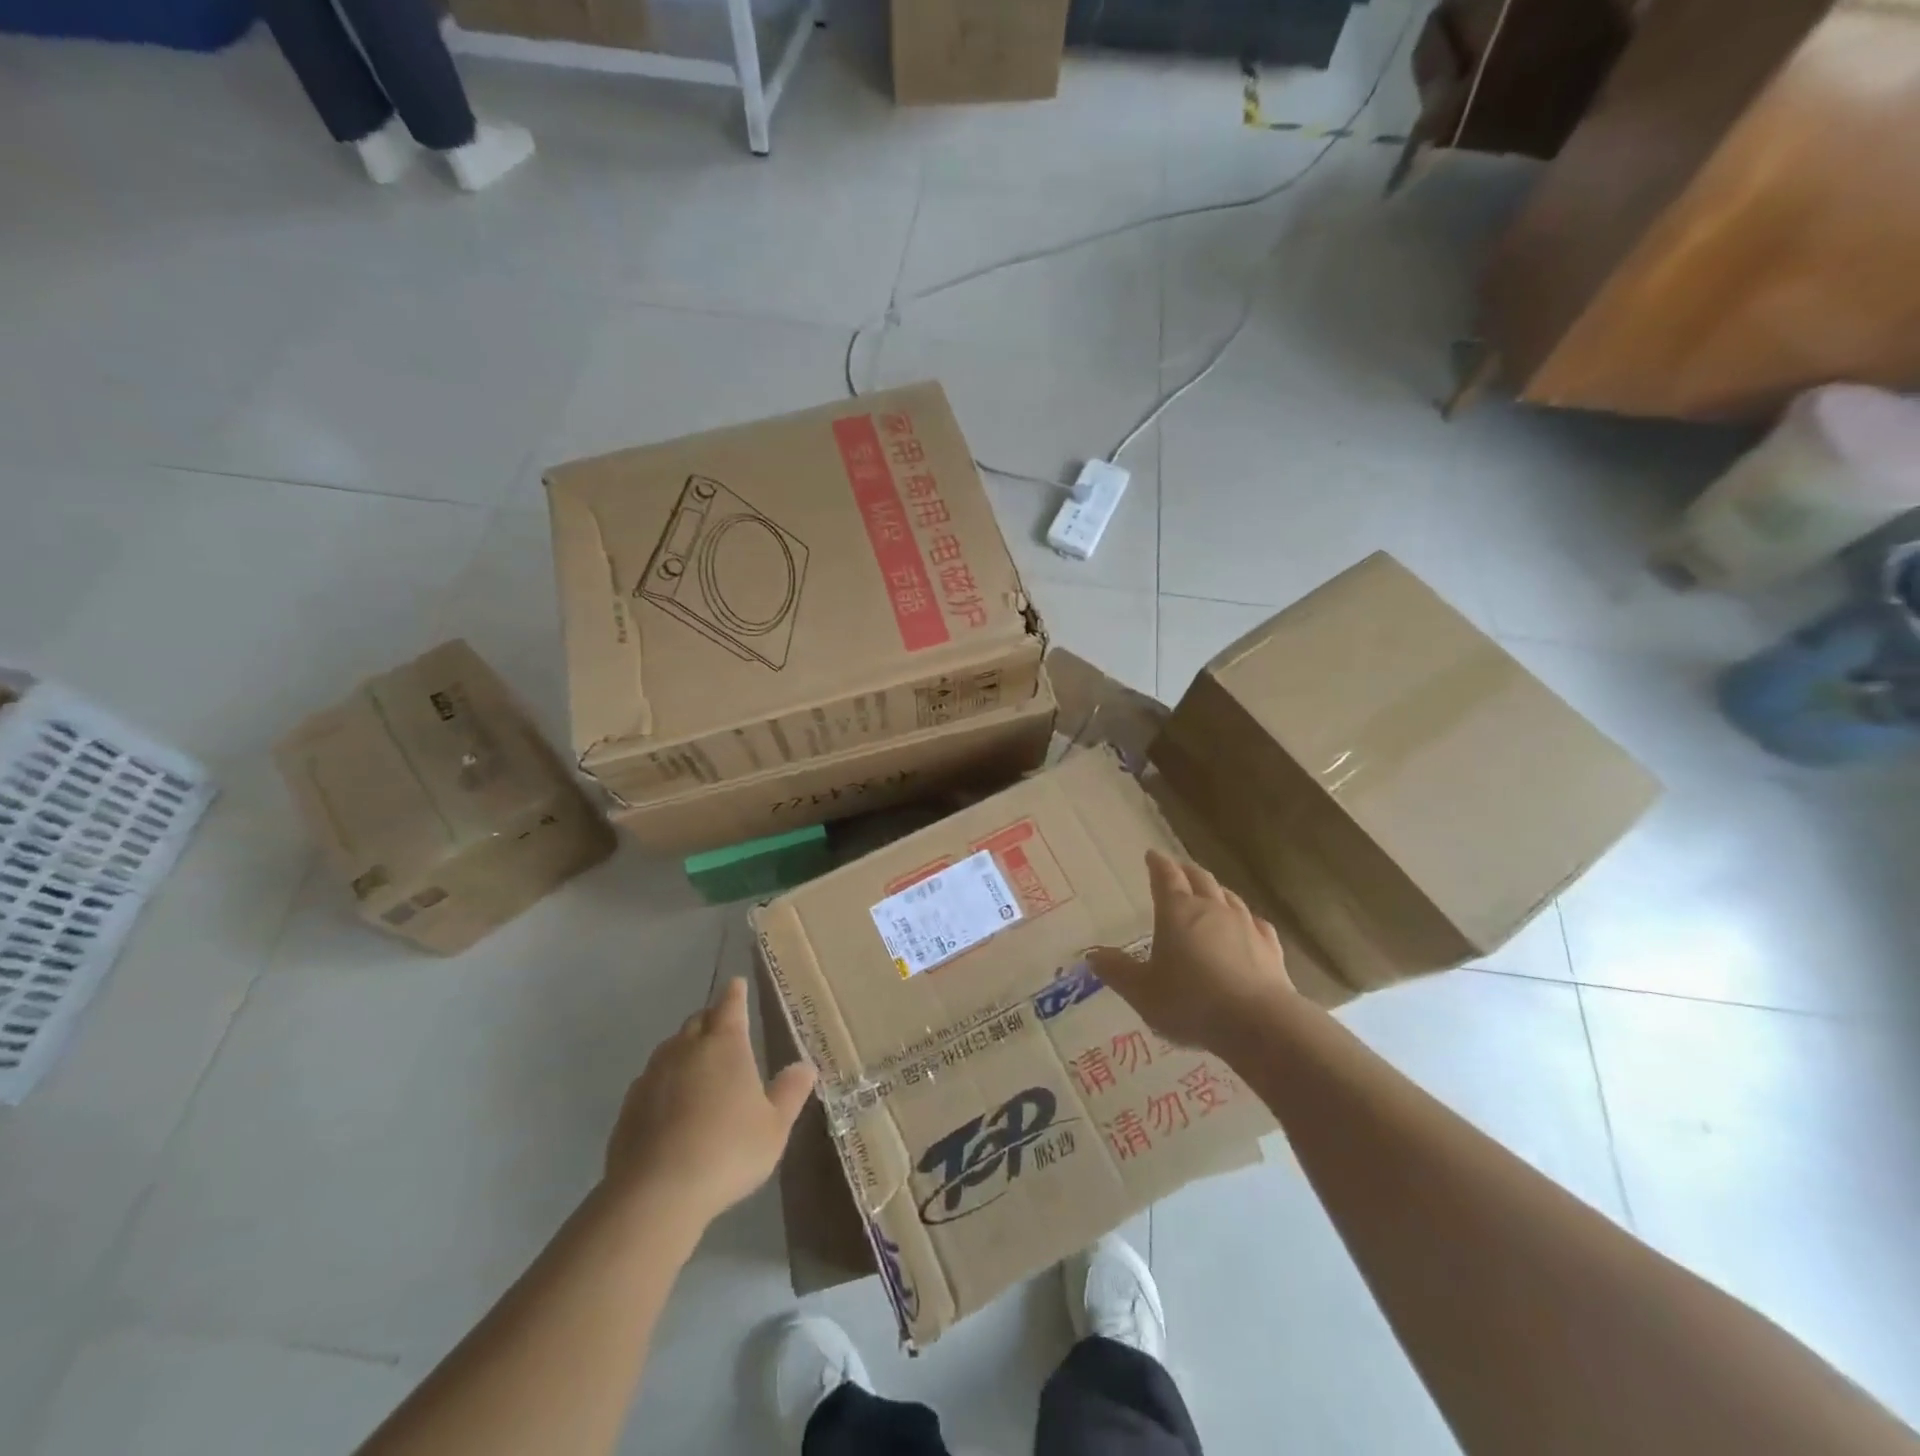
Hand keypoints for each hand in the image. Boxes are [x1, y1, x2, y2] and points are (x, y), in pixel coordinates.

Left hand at [603, 979, 815, 1226]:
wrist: (655, 1193)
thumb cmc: (727, 1152)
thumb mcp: (774, 1127)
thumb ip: (790, 1093)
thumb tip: (806, 1066)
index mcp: (725, 1045)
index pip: (730, 1005)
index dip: (735, 993)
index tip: (736, 983)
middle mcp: (687, 1049)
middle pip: (698, 1021)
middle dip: (711, 1019)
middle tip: (723, 1027)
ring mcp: (653, 1075)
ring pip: (671, 1047)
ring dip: (685, 1048)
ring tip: (698, 1064)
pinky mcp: (629, 1105)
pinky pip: (651, 1079)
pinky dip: (665, 1080)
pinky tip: (671, 1103)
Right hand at [1088, 850, 1294, 1056]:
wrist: (1258, 1023)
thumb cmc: (1190, 1002)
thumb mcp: (1142, 991)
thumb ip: (1117, 971)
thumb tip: (1092, 955)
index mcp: (1177, 911)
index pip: (1165, 877)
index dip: (1157, 864)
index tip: (1152, 855)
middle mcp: (1211, 909)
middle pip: (1199, 879)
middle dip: (1186, 871)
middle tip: (1178, 869)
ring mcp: (1245, 926)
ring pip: (1229, 897)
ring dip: (1216, 890)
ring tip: (1210, 891)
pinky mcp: (1270, 948)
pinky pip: (1256, 923)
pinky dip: (1247, 919)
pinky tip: (1249, 924)